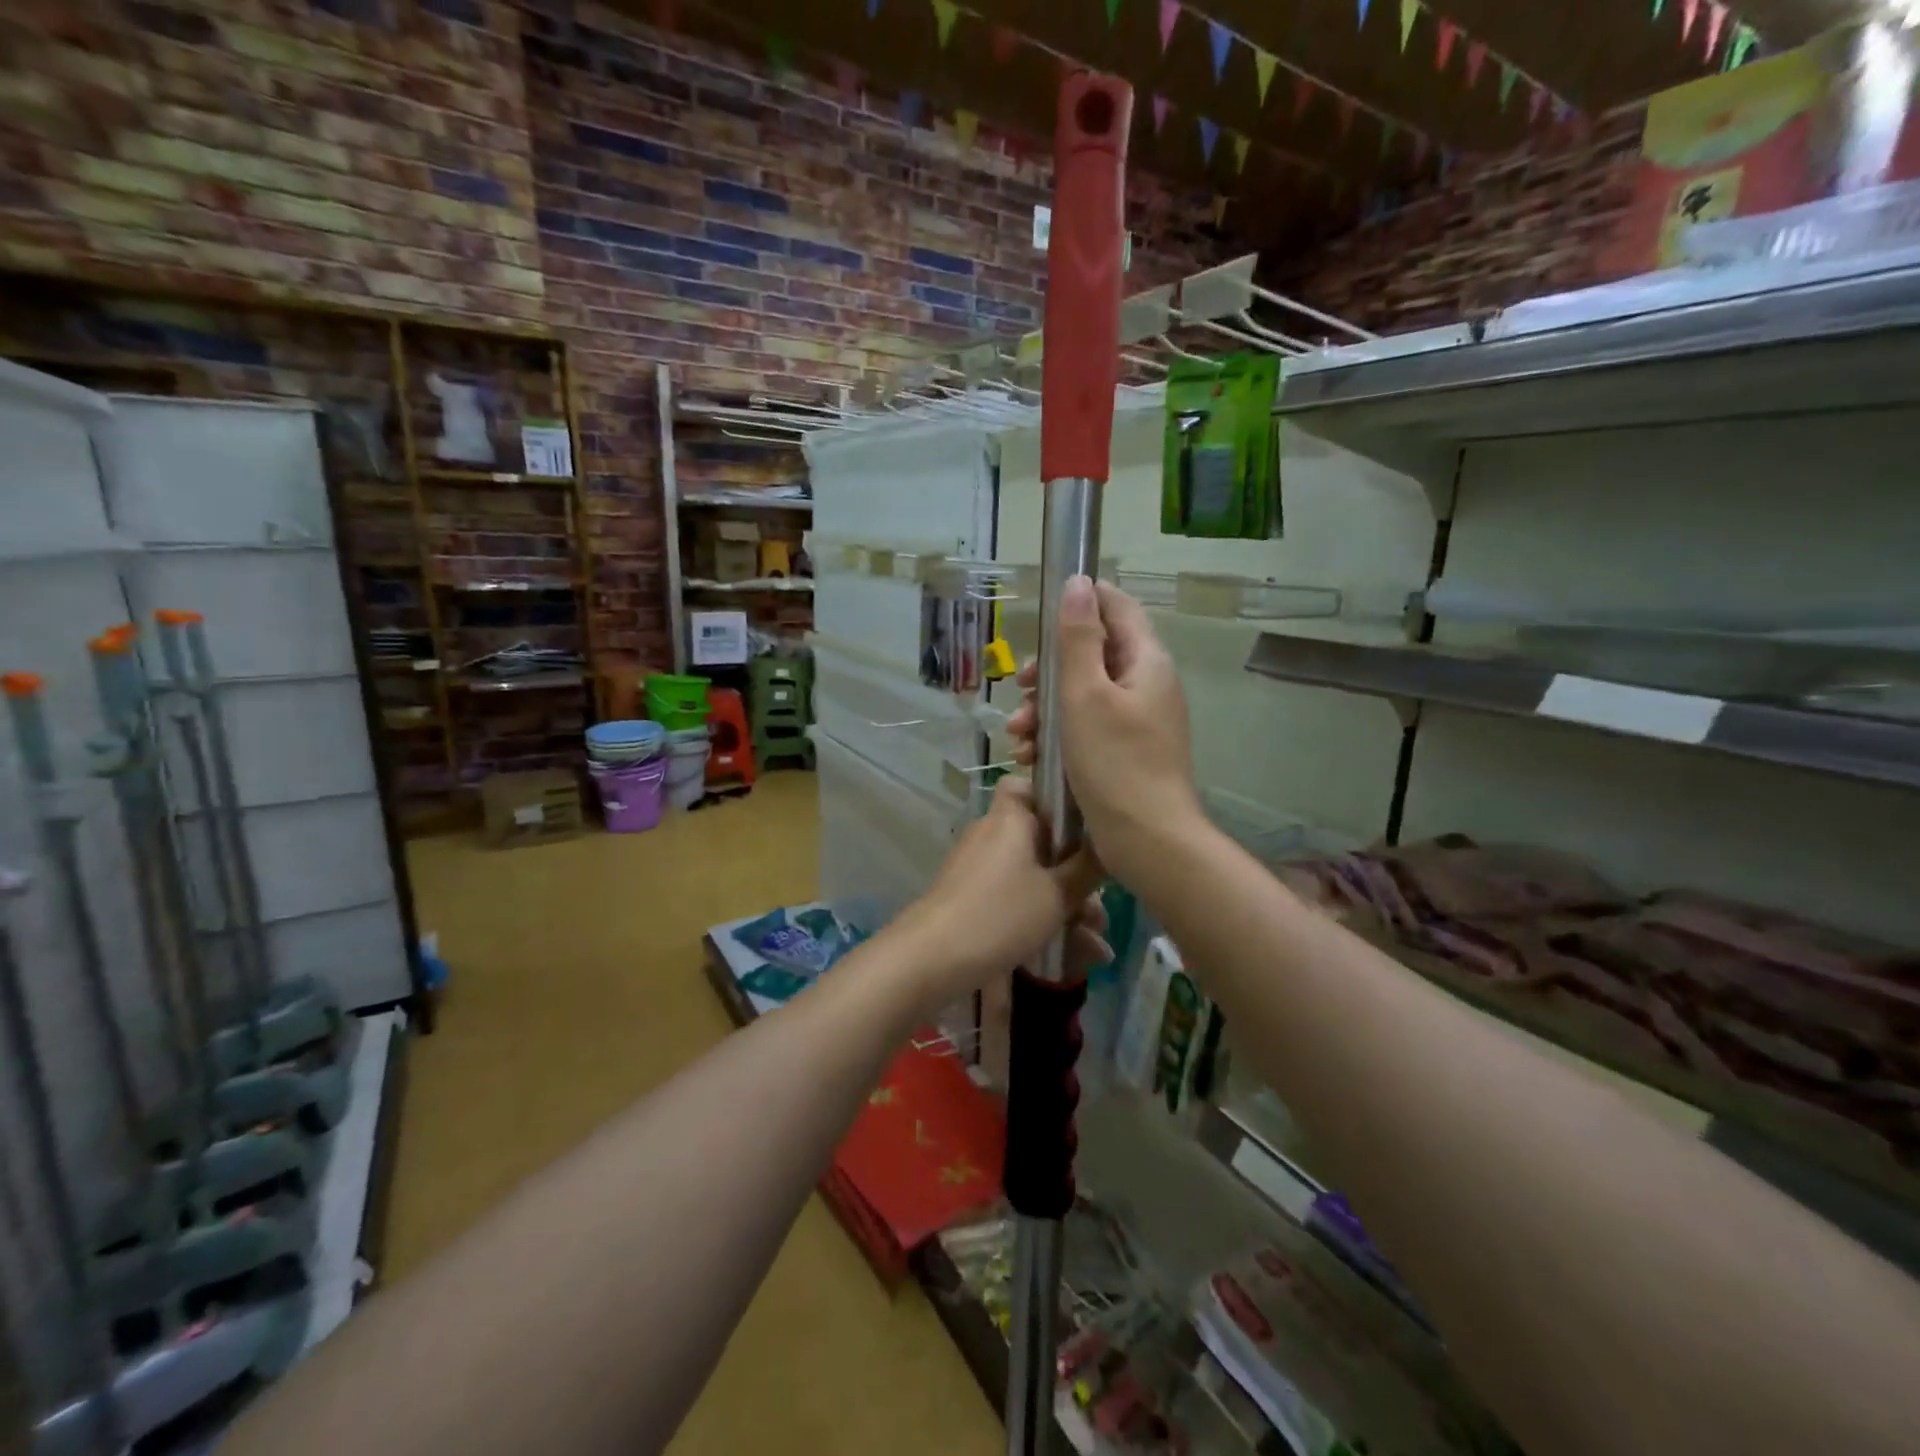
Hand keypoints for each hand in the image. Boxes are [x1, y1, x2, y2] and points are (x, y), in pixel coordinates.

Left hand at [894, 778, 1109, 1008]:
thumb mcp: (1057, 894)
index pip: (1029, 785)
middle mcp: (994, 835)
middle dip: (1078, 876)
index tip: (1089, 826)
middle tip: (1102, 912)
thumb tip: (1108, 842)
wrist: (933, 957)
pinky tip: (1077, 957)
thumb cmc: (1001, 913)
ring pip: (1035, 876)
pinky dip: (1043, 919)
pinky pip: (1018, 898)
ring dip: (1068, 907)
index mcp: (1012, 818)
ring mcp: (982, 867)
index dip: (1058, 799)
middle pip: (1044, 841)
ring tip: (1097, 948)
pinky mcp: (975, 897)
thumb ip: (1088, 867)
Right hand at [1007, 577, 1203, 885]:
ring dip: (1044, 710)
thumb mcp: (1085, 695)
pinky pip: (1087, 729)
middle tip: (1020, 688)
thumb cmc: (1115, 763)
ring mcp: (1138, 720)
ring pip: (1083, 696)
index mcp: (1146, 661)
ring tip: (1018, 737)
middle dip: (1049, 671)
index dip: (1081, 600)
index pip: (1117, 606)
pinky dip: (1058, 737)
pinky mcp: (1126, 752)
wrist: (1149, 841)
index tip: (1041, 615)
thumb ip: (1078, 638)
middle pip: (1092, 655)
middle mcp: (1146, 684)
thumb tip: (1077, 583)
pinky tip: (1031, 760)